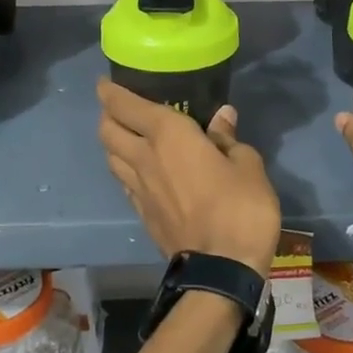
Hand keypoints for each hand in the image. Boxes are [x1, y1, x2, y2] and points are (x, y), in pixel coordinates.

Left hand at [97, 81, 281, 274]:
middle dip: (107, 114)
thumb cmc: (240, 208)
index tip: (105, 82)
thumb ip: (229, 139)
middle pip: (108, 130)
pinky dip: (124, 168)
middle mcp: (144, 157)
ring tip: (126, 136)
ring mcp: (138, 188)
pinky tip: (138, 170)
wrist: (220, 270)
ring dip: (112, 142)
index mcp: (168, 135)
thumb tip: (222, 116)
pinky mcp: (141, 213)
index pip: (126, 105)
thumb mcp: (247, 165)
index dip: (110, 91)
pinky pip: (123, 181)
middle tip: (117, 106)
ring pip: (110, 156)